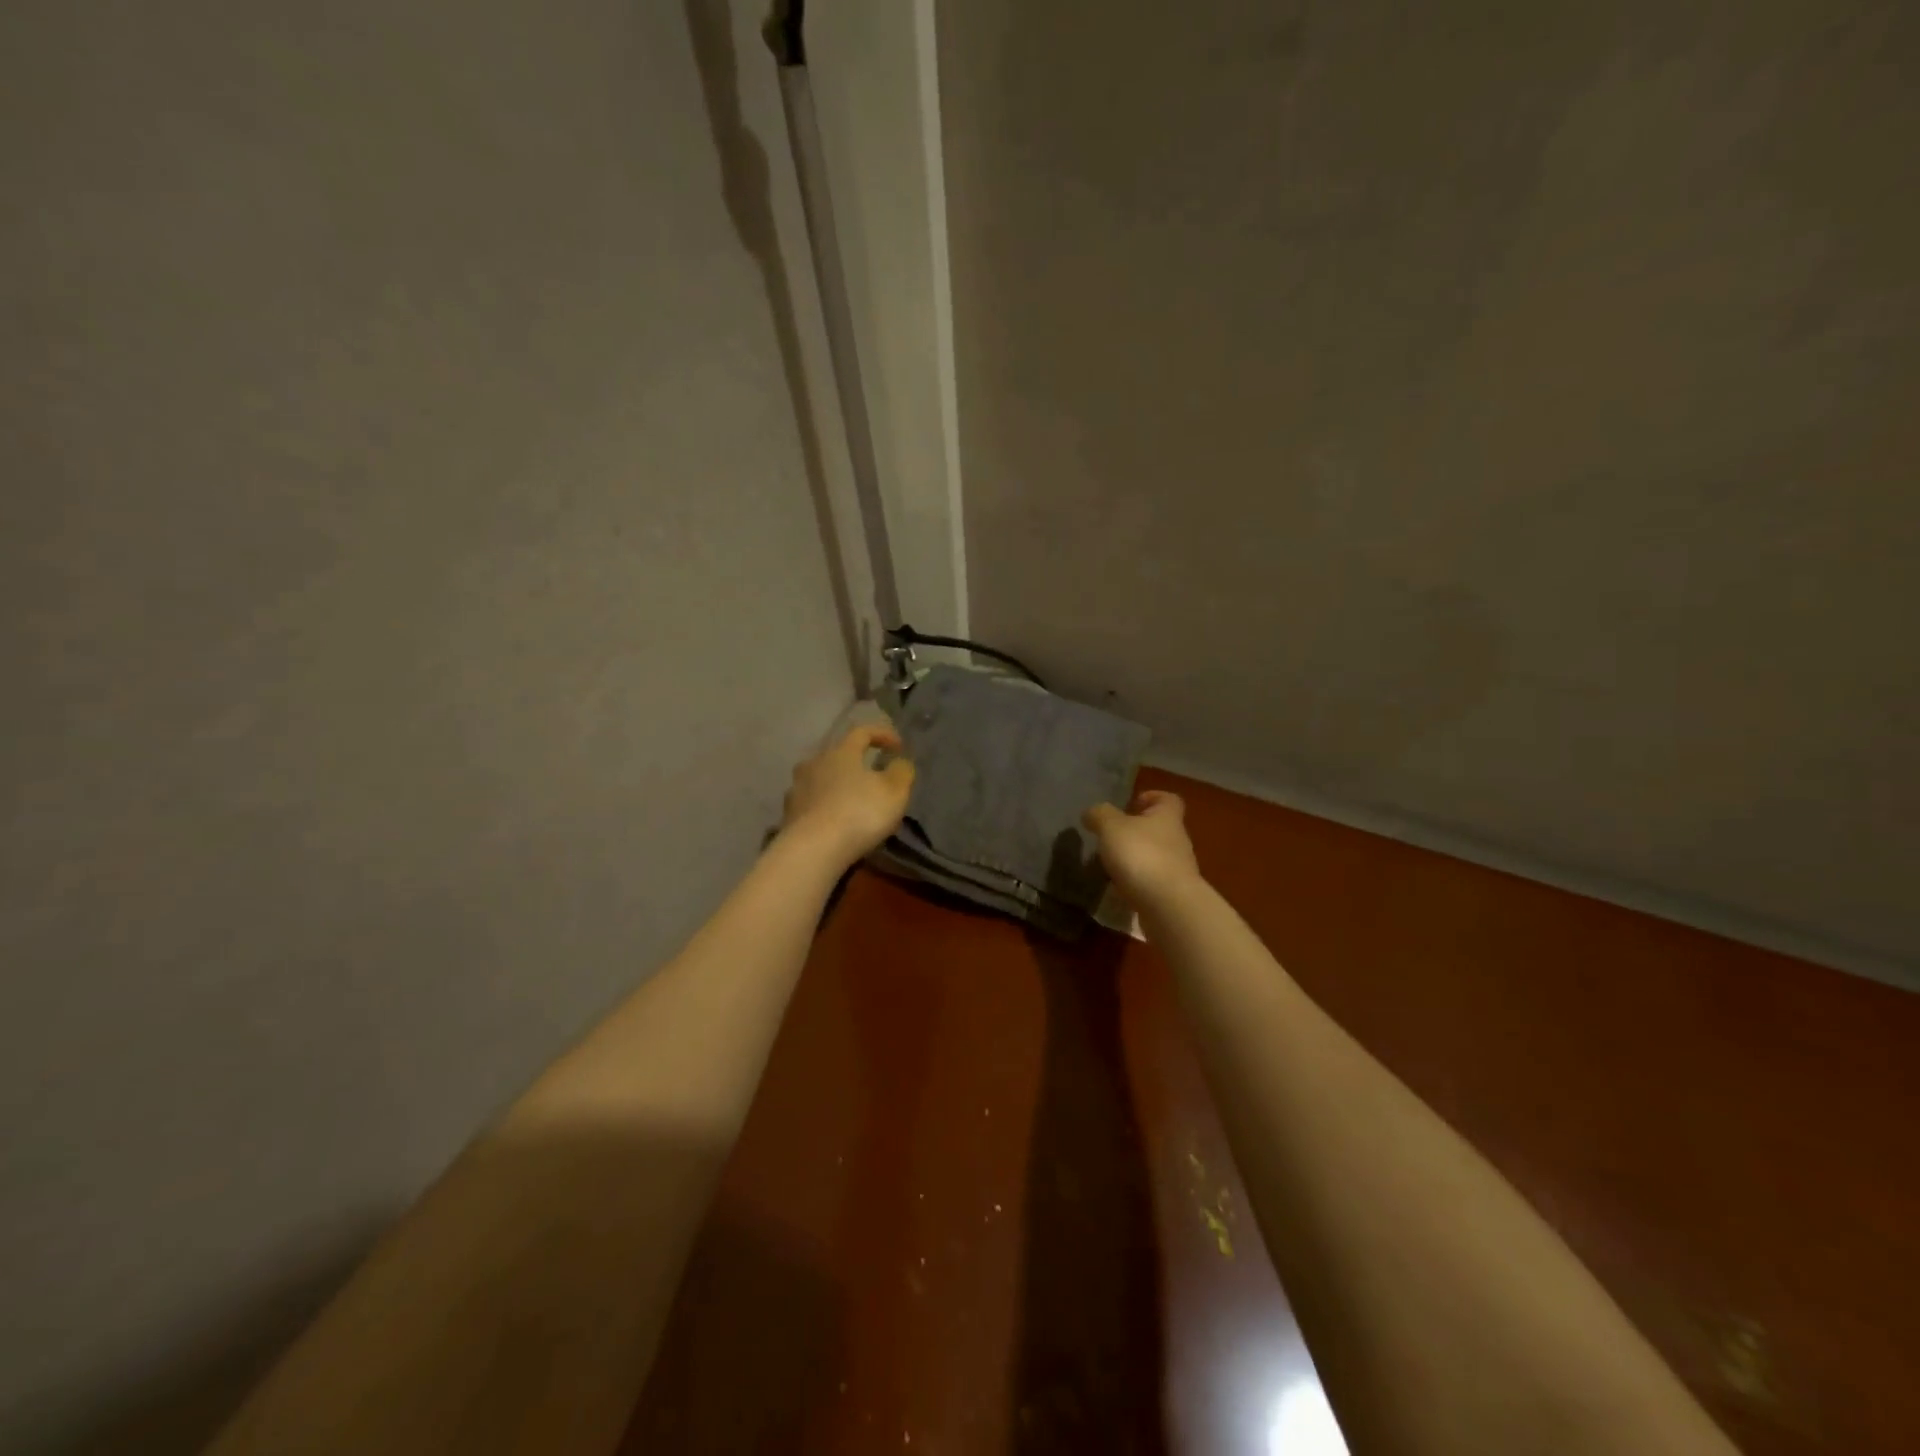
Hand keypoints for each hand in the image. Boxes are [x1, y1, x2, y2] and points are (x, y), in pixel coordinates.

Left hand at [781, 723, 914, 866]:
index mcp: (841, 752)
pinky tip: (834, 823)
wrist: (812, 850)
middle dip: (855, 763)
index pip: (862, 732)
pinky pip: (811, 804)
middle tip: (872, 777)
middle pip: (837, 755)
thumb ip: (901, 772)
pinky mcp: (787, 815)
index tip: (899, 747)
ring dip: (837, 786)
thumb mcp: (894, 792)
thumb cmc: (859, 813)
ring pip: (820, 780)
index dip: (882, 735)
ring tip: (852, 803)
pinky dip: (824, 808)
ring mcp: (796, 789)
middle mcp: (814, 763)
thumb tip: (899, 763)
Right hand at [1083, 790, 1201, 905]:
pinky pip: (1152, 882)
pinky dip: (1137, 883)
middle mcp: (1177, 840)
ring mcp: (1177, 869)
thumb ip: (1100, 815)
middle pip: (1160, 828)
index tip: (1132, 804)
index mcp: (1167, 817)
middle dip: (1137, 831)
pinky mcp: (1172, 894)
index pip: (1168, 799)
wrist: (1168, 906)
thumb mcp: (1112, 827)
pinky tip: (1119, 889)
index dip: (1151, 797)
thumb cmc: (1141, 856)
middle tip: (1111, 837)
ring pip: (1155, 856)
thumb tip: (1091, 812)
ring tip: (1110, 865)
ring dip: (1136, 858)